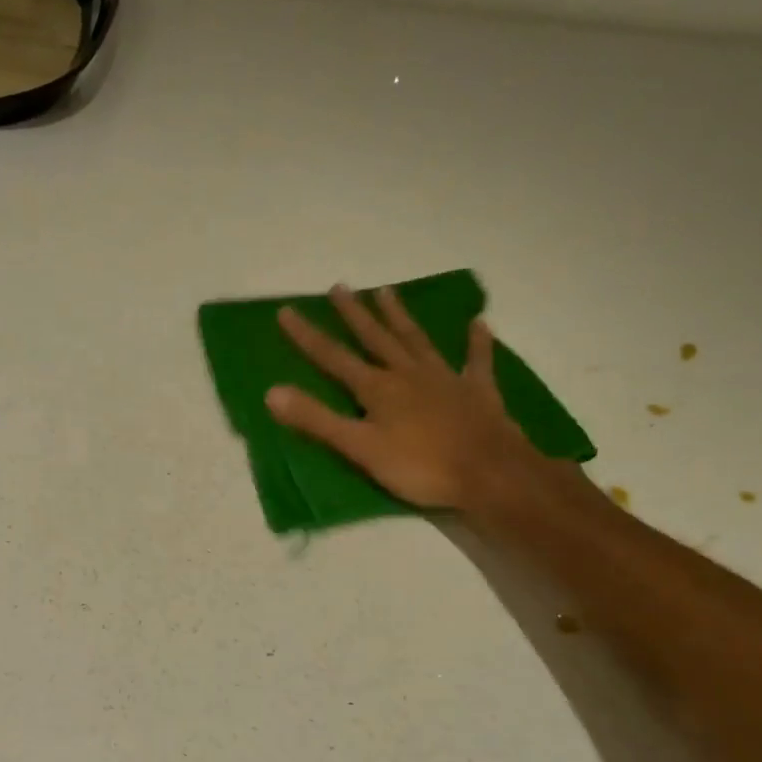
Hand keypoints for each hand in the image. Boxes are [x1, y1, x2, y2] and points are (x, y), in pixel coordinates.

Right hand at [266, 285, 575, 518]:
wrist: (490, 474)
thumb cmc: (420, 466)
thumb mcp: (360, 448)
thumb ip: (317, 420)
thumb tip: (272, 392)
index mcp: (378, 389)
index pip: (333, 358)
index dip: (307, 336)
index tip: (286, 311)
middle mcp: (408, 373)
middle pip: (376, 338)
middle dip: (355, 313)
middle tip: (339, 287)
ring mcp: (445, 378)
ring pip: (417, 340)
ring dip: (400, 316)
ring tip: (387, 292)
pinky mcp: (477, 391)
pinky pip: (476, 360)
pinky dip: (477, 342)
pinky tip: (478, 323)